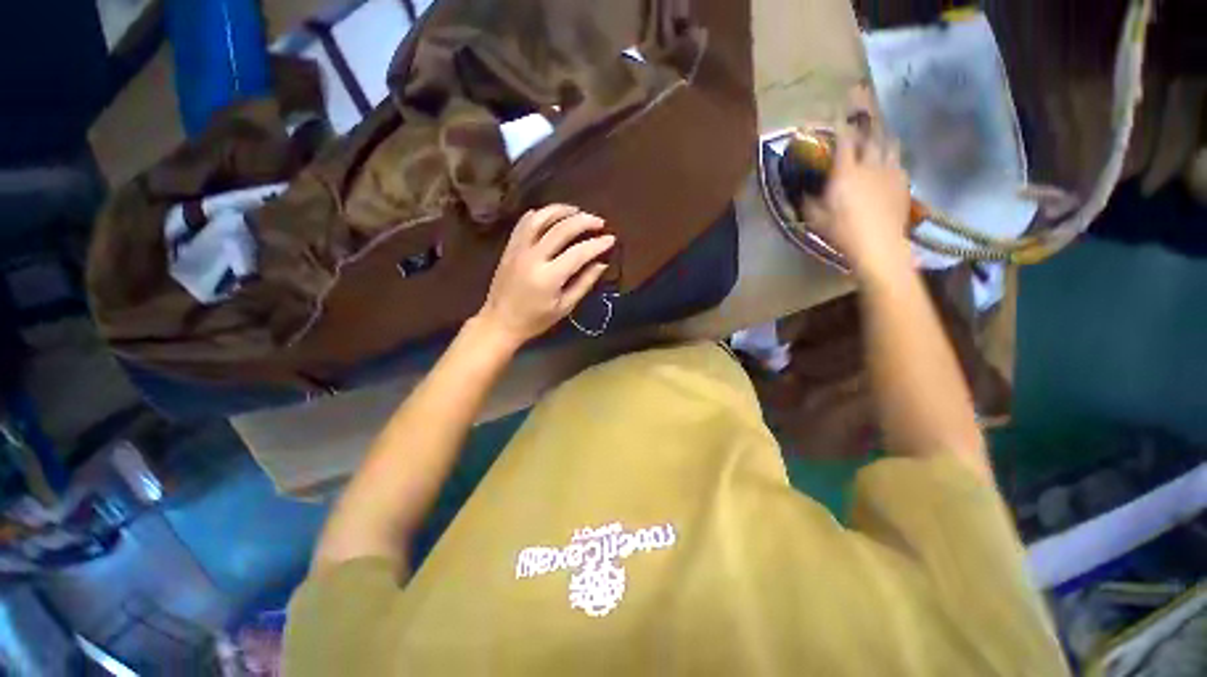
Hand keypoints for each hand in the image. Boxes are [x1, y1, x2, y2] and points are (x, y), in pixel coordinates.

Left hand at [475, 204, 614, 349]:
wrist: (500, 322)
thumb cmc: (536, 320)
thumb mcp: (564, 307)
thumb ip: (584, 283)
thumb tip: (602, 263)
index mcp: (549, 276)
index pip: (579, 252)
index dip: (597, 244)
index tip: (611, 239)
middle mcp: (533, 257)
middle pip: (561, 229)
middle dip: (584, 221)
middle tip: (599, 222)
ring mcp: (518, 249)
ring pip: (541, 218)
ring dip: (561, 210)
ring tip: (577, 211)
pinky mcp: (509, 247)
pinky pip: (524, 223)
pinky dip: (540, 215)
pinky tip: (551, 215)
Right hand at [810, 124, 912, 273]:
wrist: (879, 244)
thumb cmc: (843, 231)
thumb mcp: (816, 219)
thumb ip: (809, 201)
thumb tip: (803, 191)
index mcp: (846, 172)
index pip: (843, 141)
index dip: (839, 124)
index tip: (836, 110)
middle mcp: (870, 164)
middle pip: (870, 134)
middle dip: (865, 116)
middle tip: (862, 99)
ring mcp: (890, 170)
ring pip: (888, 143)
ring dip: (881, 134)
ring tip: (878, 130)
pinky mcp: (903, 181)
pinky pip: (898, 159)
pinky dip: (890, 155)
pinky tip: (887, 160)